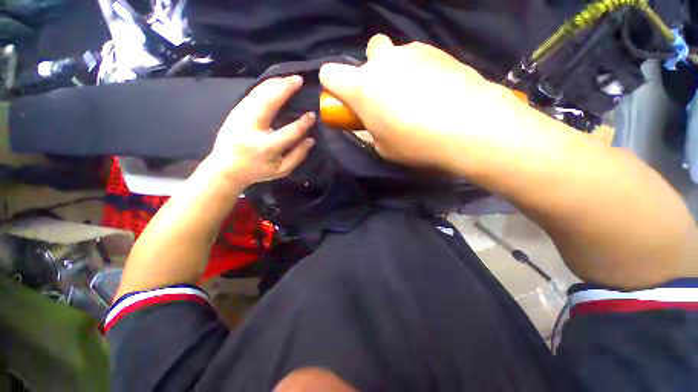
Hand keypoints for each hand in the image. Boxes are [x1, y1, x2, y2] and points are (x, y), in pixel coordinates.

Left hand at [204, 75, 315, 188]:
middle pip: (268, 103)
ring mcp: (240, 118)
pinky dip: (264, 87)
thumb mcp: (281, 170)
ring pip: (258, 94)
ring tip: (289, 79)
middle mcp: (251, 129)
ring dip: (275, 84)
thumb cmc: (257, 171)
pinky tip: (274, 83)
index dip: (303, 124)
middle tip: (298, 80)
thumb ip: (298, 156)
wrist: (226, 169)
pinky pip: (251, 95)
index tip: (312, 115)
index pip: (289, 132)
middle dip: (284, 89)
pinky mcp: (234, 112)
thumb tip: (311, 139)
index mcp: (266, 148)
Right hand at [319, 35, 521, 172]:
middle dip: (372, 72)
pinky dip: (419, 72)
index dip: (333, 85)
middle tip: (386, 96)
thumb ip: (371, 130)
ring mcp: (412, 51)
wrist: (469, 127)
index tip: (345, 99)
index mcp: (362, 87)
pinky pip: (419, 58)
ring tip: (416, 97)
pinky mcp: (438, 50)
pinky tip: (434, 92)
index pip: (330, 73)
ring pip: (395, 54)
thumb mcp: (383, 147)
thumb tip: (371, 121)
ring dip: (397, 71)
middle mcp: (383, 62)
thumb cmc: (416, 143)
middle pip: (368, 53)